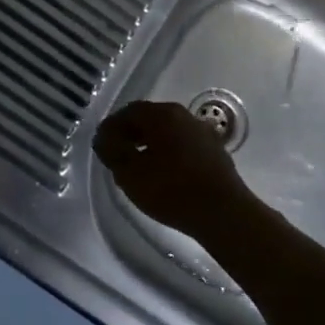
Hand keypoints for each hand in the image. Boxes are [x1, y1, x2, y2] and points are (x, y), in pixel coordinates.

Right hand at [95, 100, 254, 239]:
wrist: (223, 213)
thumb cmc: (171, 189)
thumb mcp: (129, 173)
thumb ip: (112, 151)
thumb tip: (104, 138)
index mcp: (163, 115)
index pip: (129, 111)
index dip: (112, 126)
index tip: (101, 144)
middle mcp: (184, 116)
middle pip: (150, 118)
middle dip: (131, 133)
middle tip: (117, 153)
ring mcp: (203, 133)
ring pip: (168, 131)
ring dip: (150, 143)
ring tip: (138, 165)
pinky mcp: (215, 152)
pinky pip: (183, 144)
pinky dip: (168, 152)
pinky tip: (163, 172)